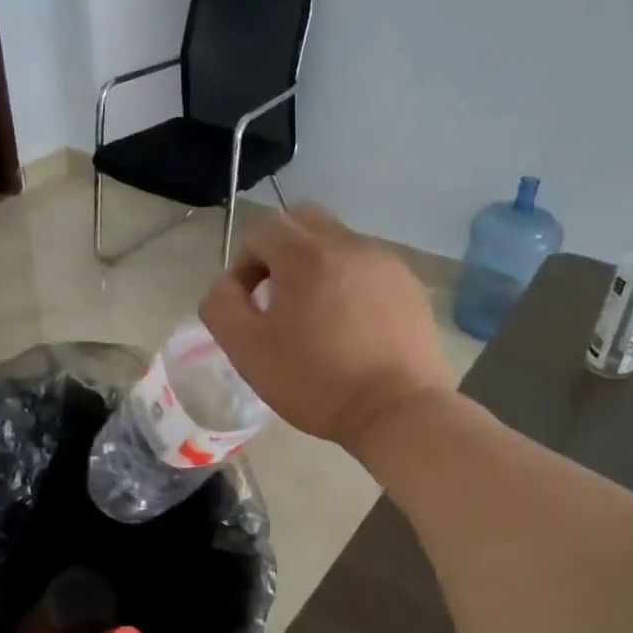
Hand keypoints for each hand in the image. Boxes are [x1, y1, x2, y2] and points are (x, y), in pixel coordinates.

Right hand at [199, 202, 456, 453]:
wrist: (397, 411)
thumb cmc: (317, 382)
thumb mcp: (248, 351)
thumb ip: (222, 306)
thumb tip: (226, 284)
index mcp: (307, 255)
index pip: (262, 229)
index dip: (244, 263)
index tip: (249, 304)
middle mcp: (349, 244)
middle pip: (303, 221)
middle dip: (281, 250)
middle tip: (279, 298)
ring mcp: (386, 262)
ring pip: (339, 242)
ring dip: (318, 266)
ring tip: (319, 316)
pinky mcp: (410, 285)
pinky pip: (369, 267)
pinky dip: (352, 282)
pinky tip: (353, 327)